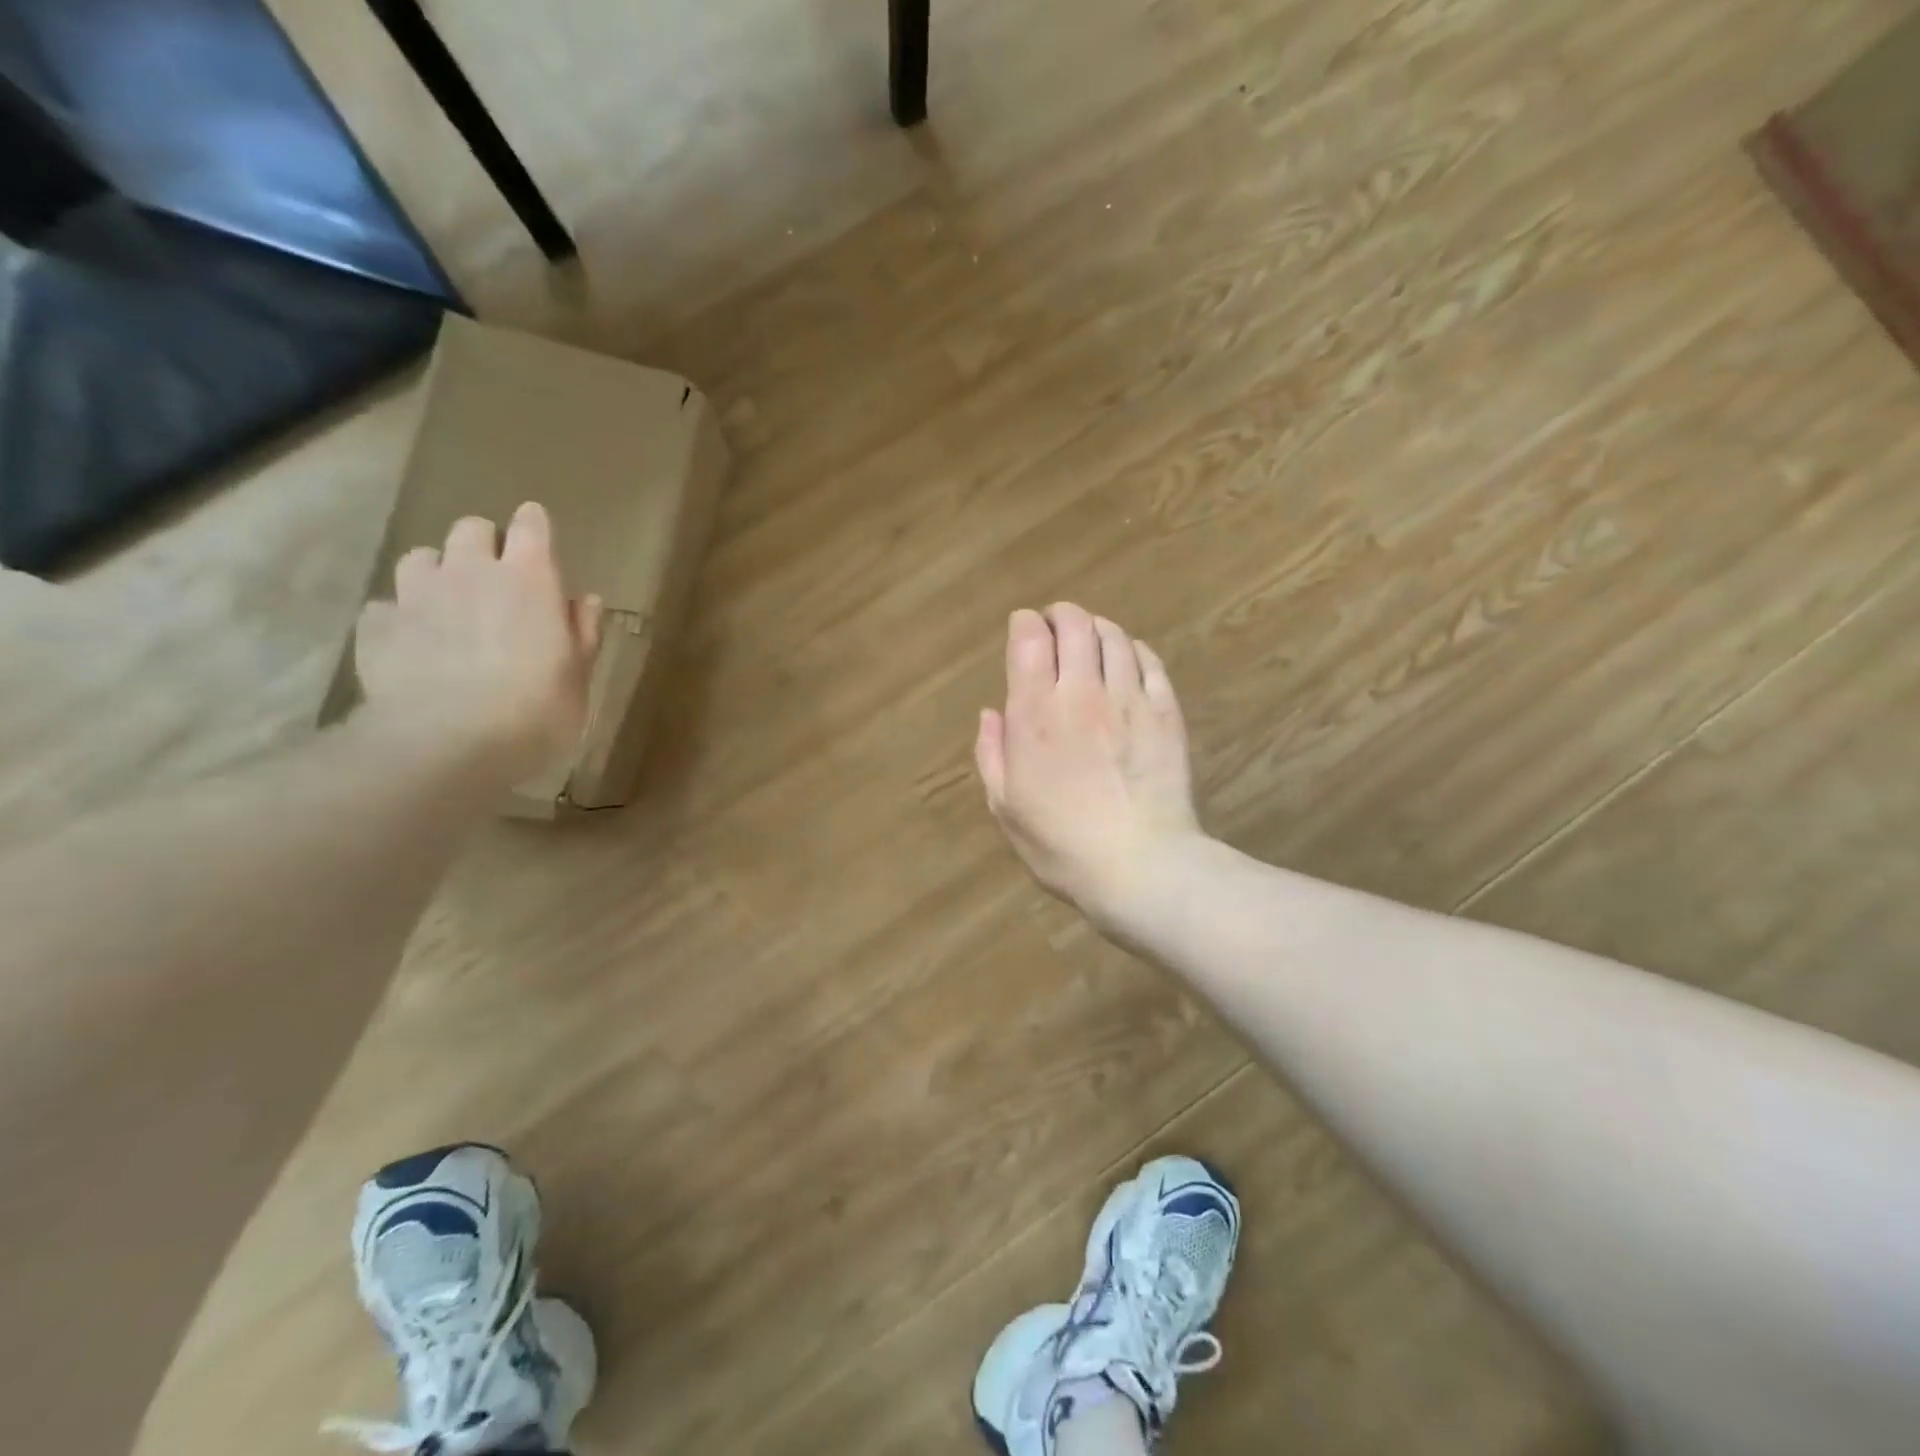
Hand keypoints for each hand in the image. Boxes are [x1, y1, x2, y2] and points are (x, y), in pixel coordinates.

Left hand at [353, 502, 602, 785]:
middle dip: (484, 546)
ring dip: (437, 573)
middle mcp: (470, 571)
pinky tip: (412, 645)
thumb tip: (584, 601)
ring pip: (420, 558)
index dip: (534, 527)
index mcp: (528, 577)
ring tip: (448, 606)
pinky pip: (386, 606)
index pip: (531, 525)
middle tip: (497, 581)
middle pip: (470, 529)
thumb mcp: (578, 676)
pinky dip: (401, 618)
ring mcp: (417, 595)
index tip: (539, 540)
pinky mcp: (377, 626)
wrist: (449, 743)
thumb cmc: (536, 709)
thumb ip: (582, 632)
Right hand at [975, 605, 1203, 924]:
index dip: (1025, 623)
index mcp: (1035, 714)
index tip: (1023, 629)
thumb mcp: (1006, 806)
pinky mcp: (1166, 712)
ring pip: (1115, 637)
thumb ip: (991, 753)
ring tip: (1090, 640)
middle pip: (1075, 625)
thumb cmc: (1061, 844)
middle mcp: (1081, 693)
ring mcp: (1129, 699)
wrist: (1140, 866)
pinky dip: (1134, 650)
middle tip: (1056, 626)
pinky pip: (1150, 661)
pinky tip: (1128, 660)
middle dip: (1061, 616)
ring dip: (1097, 629)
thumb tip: (990, 713)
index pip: (1030, 640)